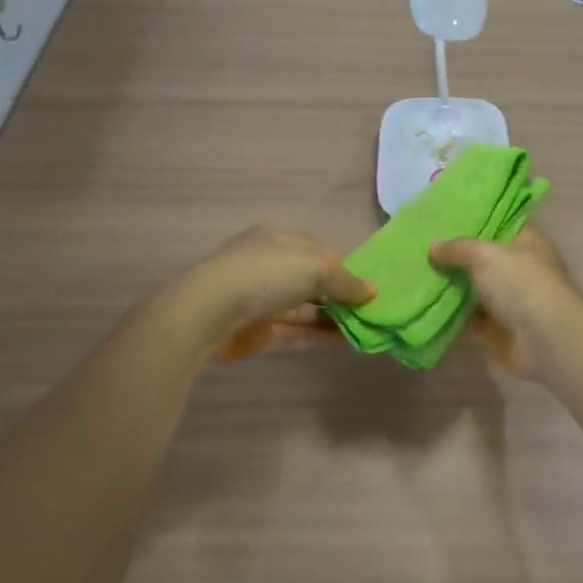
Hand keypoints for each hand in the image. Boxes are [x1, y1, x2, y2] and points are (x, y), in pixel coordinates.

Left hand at [165, 227, 373, 361]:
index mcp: (280, 241)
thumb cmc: (264, 275)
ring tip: (367, 328)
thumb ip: (346, 281)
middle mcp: (271, 267)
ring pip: (306, 308)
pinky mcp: (259, 331)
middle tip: (374, 310)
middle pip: (313, 281)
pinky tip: (346, 342)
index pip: (321, 251)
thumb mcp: (314, 268)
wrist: (208, 314)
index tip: (372, 285)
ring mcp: (263, 300)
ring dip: (334, 317)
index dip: (346, 267)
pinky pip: (296, 331)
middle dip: (341, 294)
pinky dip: (319, 335)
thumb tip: (372, 291)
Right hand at [429, 227, 582, 382]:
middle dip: (455, 255)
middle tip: (421, 245)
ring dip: (450, 285)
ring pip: (473, 289)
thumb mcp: (486, 255)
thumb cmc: (521, 285)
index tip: (445, 216)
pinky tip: (423, 305)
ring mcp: (508, 300)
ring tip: (416, 272)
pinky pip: (468, 318)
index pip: (500, 223)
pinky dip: (450, 314)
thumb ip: (458, 249)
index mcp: (526, 243)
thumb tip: (433, 247)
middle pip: (483, 258)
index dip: (476, 219)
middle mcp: (519, 269)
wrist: (545, 340)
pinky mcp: (496, 329)